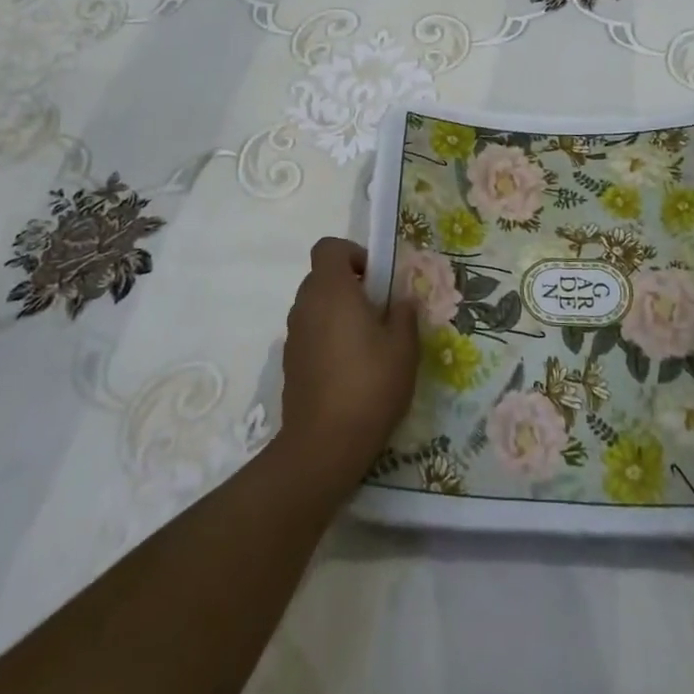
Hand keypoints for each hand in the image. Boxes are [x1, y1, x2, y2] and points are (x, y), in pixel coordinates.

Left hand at [273, 237, 419, 495]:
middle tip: (379, 313)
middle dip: (350, 285)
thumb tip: (401, 300)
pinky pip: (310, 332)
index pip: (329, 248)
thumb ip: (404, 314)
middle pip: (323, 276)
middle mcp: (306, 304)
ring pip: (316, 306)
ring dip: (338, 312)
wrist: (323, 445)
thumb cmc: (369, 386)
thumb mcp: (403, 348)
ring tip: (367, 344)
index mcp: (332, 290)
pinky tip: (349, 369)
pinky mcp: (290, 361)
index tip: (376, 279)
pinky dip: (327, 337)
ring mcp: (293, 334)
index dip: (353, 254)